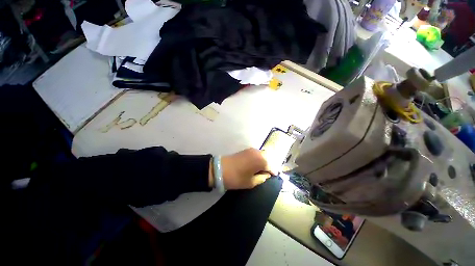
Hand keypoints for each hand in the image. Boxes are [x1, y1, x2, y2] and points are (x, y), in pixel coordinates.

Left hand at [209, 148, 274, 189]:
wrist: (220, 169)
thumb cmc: (236, 178)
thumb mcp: (251, 182)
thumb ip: (262, 178)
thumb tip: (267, 175)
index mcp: (261, 160)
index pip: (272, 166)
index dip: (274, 172)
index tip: (274, 177)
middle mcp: (258, 152)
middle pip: (268, 158)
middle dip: (270, 165)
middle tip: (267, 174)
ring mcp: (251, 150)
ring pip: (263, 155)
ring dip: (264, 161)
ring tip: (261, 170)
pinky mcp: (246, 150)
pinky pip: (257, 153)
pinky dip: (258, 158)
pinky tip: (255, 165)